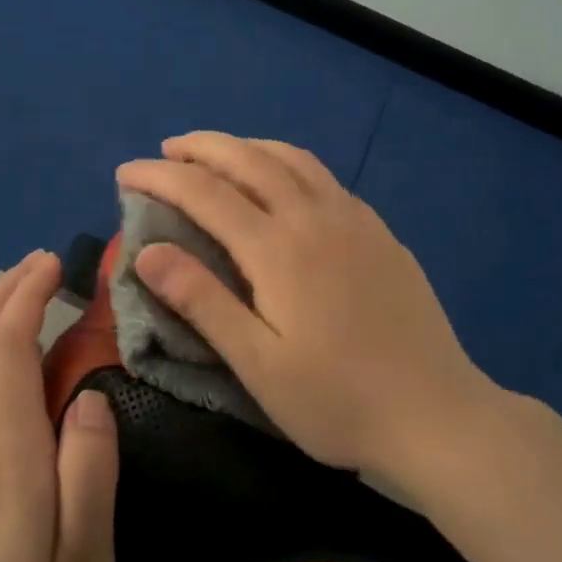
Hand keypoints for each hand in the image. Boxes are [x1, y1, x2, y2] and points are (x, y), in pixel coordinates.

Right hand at [116, 132, 491, 476]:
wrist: (436, 415)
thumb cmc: (337, 401)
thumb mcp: (258, 365)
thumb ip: (202, 301)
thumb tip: (148, 251)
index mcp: (278, 248)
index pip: (204, 192)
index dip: (159, 177)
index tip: (125, 173)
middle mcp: (314, 217)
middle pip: (248, 159)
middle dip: (201, 147)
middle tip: (166, 151)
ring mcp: (353, 219)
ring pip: (291, 158)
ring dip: (246, 145)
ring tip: (218, 152)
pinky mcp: (379, 231)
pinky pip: (324, 175)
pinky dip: (287, 161)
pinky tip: (284, 180)